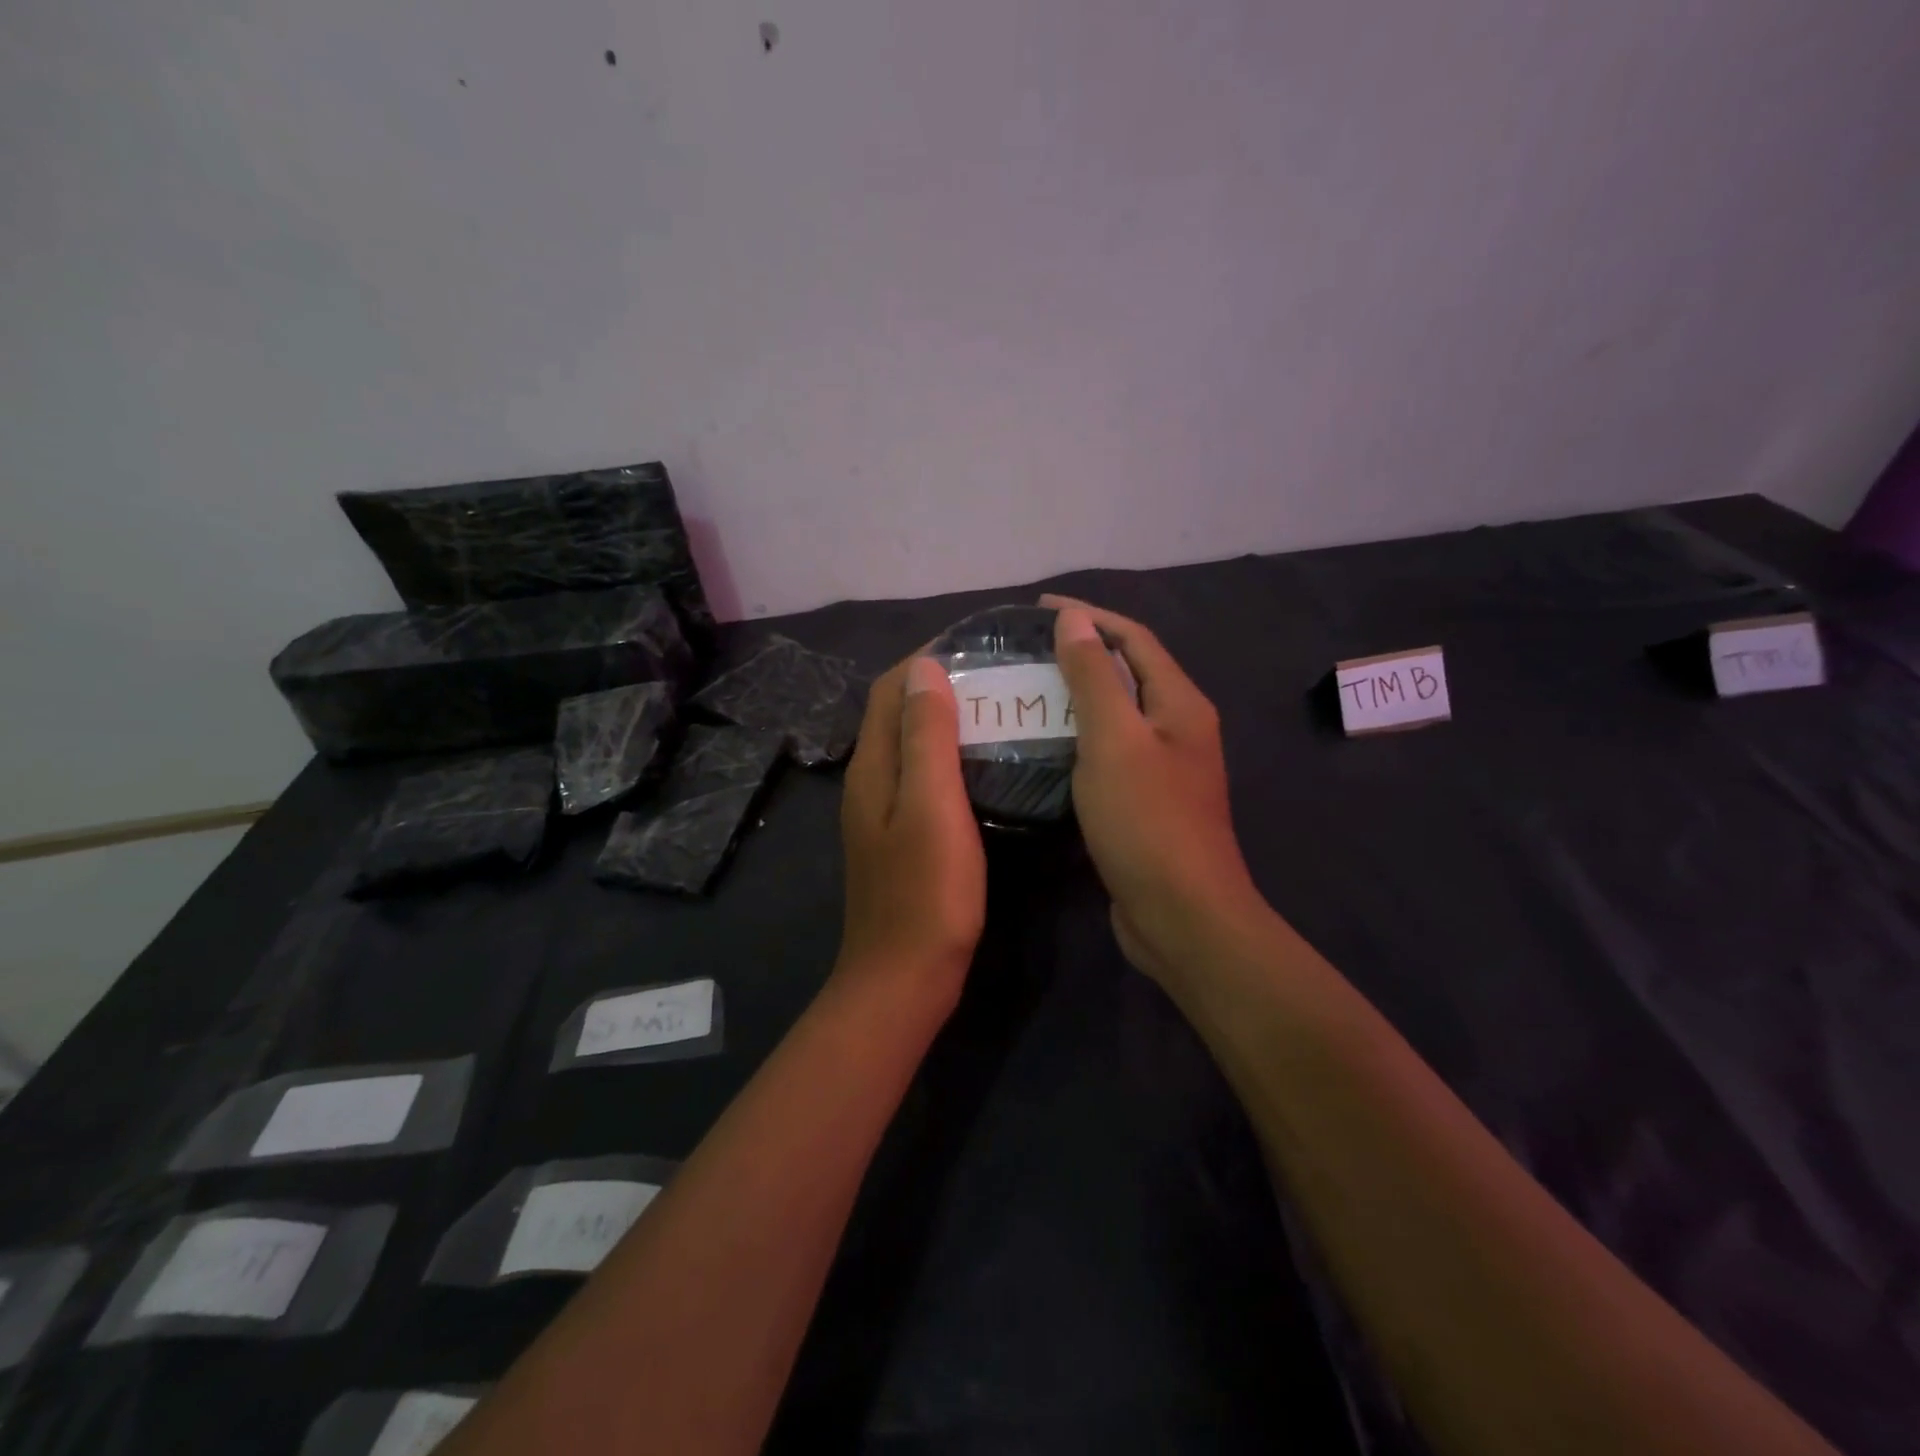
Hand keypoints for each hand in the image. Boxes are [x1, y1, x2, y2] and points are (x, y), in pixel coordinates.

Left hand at [835, 655, 986, 1003]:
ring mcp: (883, 814)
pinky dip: (949, 757)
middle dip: (938, 686)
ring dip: (946, 721)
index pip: (889, 691)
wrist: (905, 978)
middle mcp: (870, 783)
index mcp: (872, 768)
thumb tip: (923, 669)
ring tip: (997, 710)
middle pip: (897, 715)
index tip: (974, 645)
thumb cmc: (926, 892)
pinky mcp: (902, 838)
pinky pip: (923, 779)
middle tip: (996, 676)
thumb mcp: (932, 806)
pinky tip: (985, 766)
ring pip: (912, 748)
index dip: (924, 660)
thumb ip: (926, 737)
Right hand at [1042, 595, 1269, 983]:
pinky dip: (1080, 740)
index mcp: (1179, 704)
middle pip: (1129, 674)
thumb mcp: (1114, 740)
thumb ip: (1094, 677)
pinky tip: (1046, 748)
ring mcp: (1166, 769)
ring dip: (1078, 699)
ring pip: (1118, 717)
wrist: (1181, 915)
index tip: (1039, 608)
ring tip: (1028, 693)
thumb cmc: (1147, 821)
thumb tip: (1074, 619)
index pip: (1134, 639)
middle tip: (1028, 652)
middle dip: (1082, 654)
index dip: (1090, 616)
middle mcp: (1179, 729)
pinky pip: (1110, 754)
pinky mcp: (1148, 803)